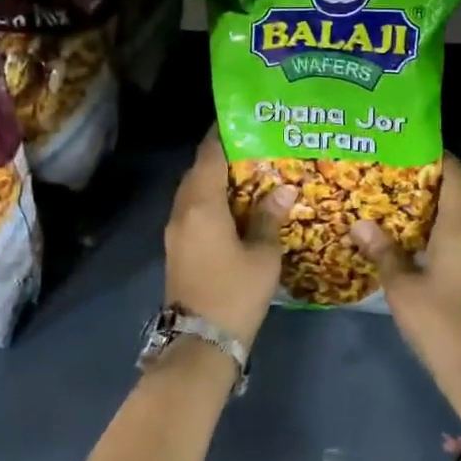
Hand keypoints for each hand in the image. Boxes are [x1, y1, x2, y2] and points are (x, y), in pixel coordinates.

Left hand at [163, 129, 296, 350]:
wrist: (199, 343)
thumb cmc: (235, 293)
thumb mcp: (263, 255)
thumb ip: (269, 217)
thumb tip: (283, 189)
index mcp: (201, 205)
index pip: (209, 154)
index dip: (223, 132)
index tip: (243, 116)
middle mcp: (182, 210)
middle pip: (199, 169)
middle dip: (224, 154)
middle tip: (257, 144)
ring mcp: (176, 230)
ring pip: (194, 190)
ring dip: (217, 178)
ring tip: (251, 171)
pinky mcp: (178, 247)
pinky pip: (194, 209)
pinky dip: (212, 199)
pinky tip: (237, 205)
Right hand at [350, 156, 460, 425]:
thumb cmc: (440, 321)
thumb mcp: (402, 287)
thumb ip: (383, 252)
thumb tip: (360, 223)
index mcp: (459, 230)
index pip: (458, 178)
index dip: (442, 158)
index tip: (416, 145)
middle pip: (454, 198)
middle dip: (425, 184)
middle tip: (391, 174)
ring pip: (453, 223)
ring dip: (427, 212)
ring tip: (391, 205)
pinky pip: (454, 244)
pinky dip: (432, 235)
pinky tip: (407, 243)